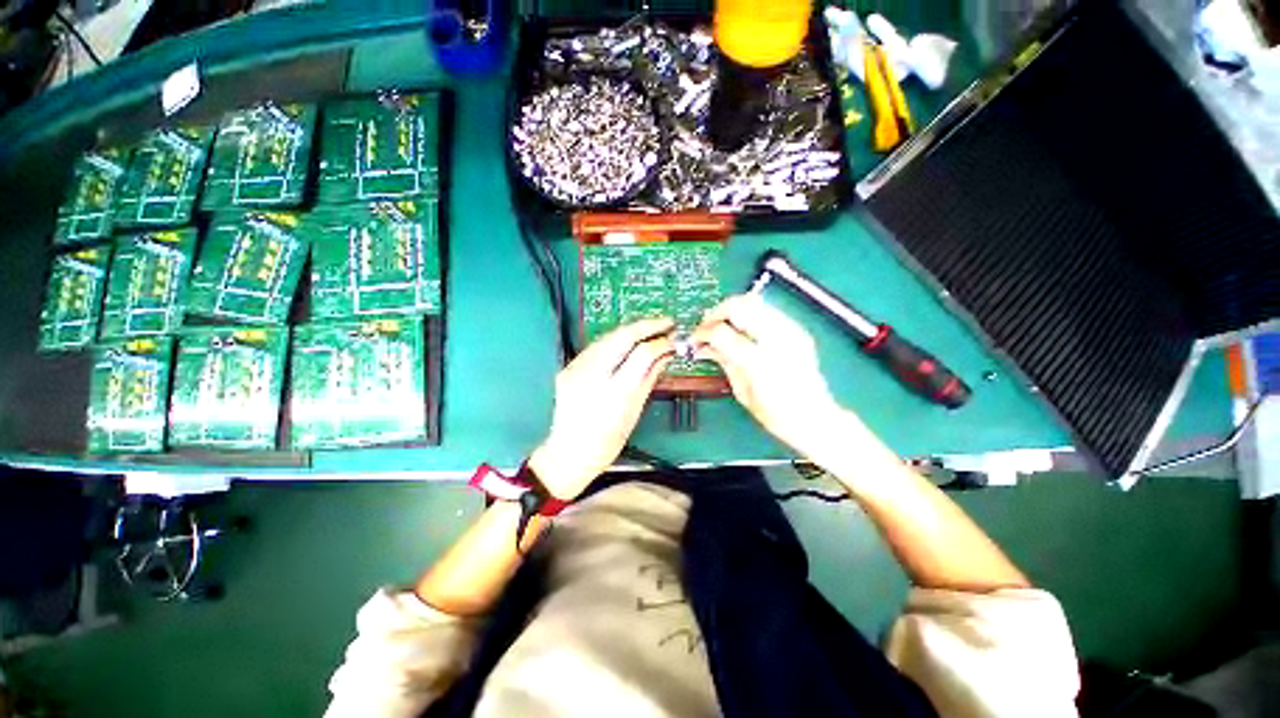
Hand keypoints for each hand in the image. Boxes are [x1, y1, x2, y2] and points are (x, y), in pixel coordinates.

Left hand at [529, 318, 674, 499]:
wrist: (568, 453)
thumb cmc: (607, 441)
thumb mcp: (634, 411)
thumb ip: (649, 378)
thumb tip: (666, 354)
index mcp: (613, 391)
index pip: (642, 353)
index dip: (660, 343)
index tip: (673, 339)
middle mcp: (592, 373)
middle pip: (622, 336)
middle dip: (647, 325)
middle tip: (667, 323)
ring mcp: (576, 367)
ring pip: (608, 336)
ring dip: (631, 330)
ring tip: (651, 330)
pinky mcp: (568, 366)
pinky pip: (597, 346)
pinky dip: (616, 341)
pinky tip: (628, 342)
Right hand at [692, 294, 850, 457]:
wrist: (814, 417)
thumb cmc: (774, 414)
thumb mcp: (741, 390)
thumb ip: (723, 360)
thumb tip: (703, 345)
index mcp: (758, 361)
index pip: (721, 332)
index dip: (703, 333)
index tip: (695, 339)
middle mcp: (776, 339)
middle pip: (739, 305)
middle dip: (717, 312)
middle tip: (707, 327)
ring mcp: (790, 331)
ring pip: (754, 301)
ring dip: (732, 311)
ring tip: (723, 326)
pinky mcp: (797, 329)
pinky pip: (767, 310)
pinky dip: (749, 315)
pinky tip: (743, 331)